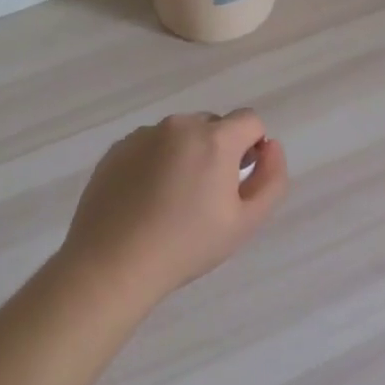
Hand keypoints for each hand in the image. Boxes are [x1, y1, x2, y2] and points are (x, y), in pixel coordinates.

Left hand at [61, 110, 288, 306]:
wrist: (112, 263)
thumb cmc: (187, 245)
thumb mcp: (246, 221)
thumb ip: (272, 178)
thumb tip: (270, 146)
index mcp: (214, 139)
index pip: (250, 120)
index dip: (253, 148)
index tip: (239, 181)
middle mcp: (178, 126)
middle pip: (213, 125)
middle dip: (219, 151)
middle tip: (206, 197)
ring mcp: (142, 135)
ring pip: (179, 135)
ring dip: (186, 155)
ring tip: (171, 201)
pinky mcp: (116, 149)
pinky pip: (149, 146)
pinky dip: (156, 162)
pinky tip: (145, 200)